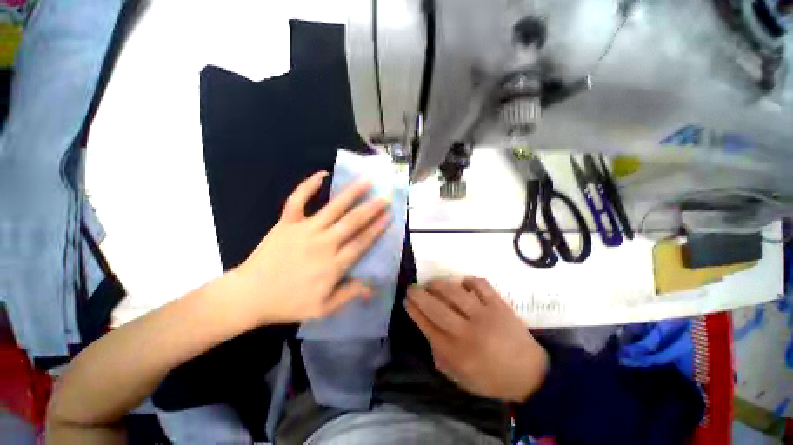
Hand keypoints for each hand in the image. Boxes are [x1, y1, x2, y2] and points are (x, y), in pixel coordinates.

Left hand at [227, 171, 390, 325]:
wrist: (249, 295)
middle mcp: (323, 243)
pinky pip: (298, 200)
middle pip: (352, 222)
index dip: (377, 229)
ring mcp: (304, 230)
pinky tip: (322, 174)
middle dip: (371, 208)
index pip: (361, 242)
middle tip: (385, 197)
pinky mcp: (287, 223)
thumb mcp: (323, 308)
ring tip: (366, 180)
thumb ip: (349, 294)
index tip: (389, 216)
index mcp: (333, 264)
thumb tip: (374, 287)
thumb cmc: (288, 304)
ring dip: (351, 193)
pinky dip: (308, 185)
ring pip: (333, 208)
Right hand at [406, 277, 548, 402]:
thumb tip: (426, 325)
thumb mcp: (458, 376)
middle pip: (435, 307)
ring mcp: (485, 315)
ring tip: (432, 283)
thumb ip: (438, 352)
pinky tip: (462, 284)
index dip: (413, 310)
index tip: (406, 300)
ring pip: (454, 292)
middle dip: (418, 294)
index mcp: (455, 352)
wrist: (529, 374)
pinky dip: (468, 281)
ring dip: (438, 284)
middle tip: (412, 287)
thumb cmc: (489, 377)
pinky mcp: (499, 305)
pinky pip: (480, 285)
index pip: (426, 325)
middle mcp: (467, 332)